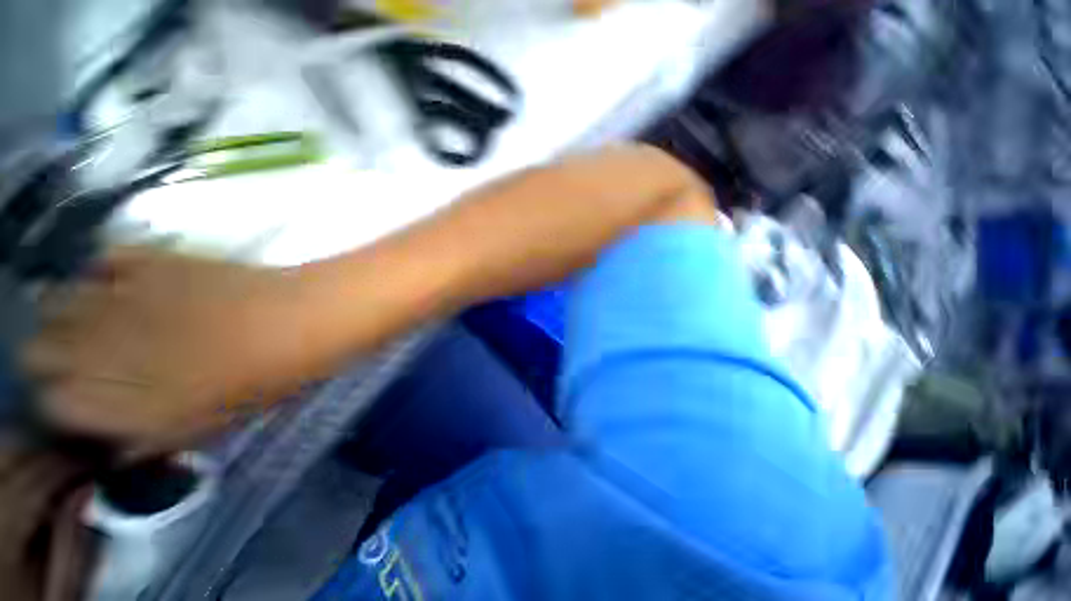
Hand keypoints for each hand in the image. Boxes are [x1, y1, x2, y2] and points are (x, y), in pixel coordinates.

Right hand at [22, 248, 330, 447]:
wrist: (302, 320)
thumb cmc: (266, 379)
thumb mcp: (211, 425)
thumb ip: (153, 438)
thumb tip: (117, 447)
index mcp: (120, 402)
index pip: (52, 404)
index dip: (65, 402)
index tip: (81, 398)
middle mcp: (101, 348)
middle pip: (36, 351)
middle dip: (52, 357)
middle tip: (84, 358)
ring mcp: (122, 297)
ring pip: (53, 301)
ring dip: (67, 312)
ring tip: (98, 318)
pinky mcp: (151, 261)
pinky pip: (104, 258)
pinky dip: (106, 269)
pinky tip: (126, 281)